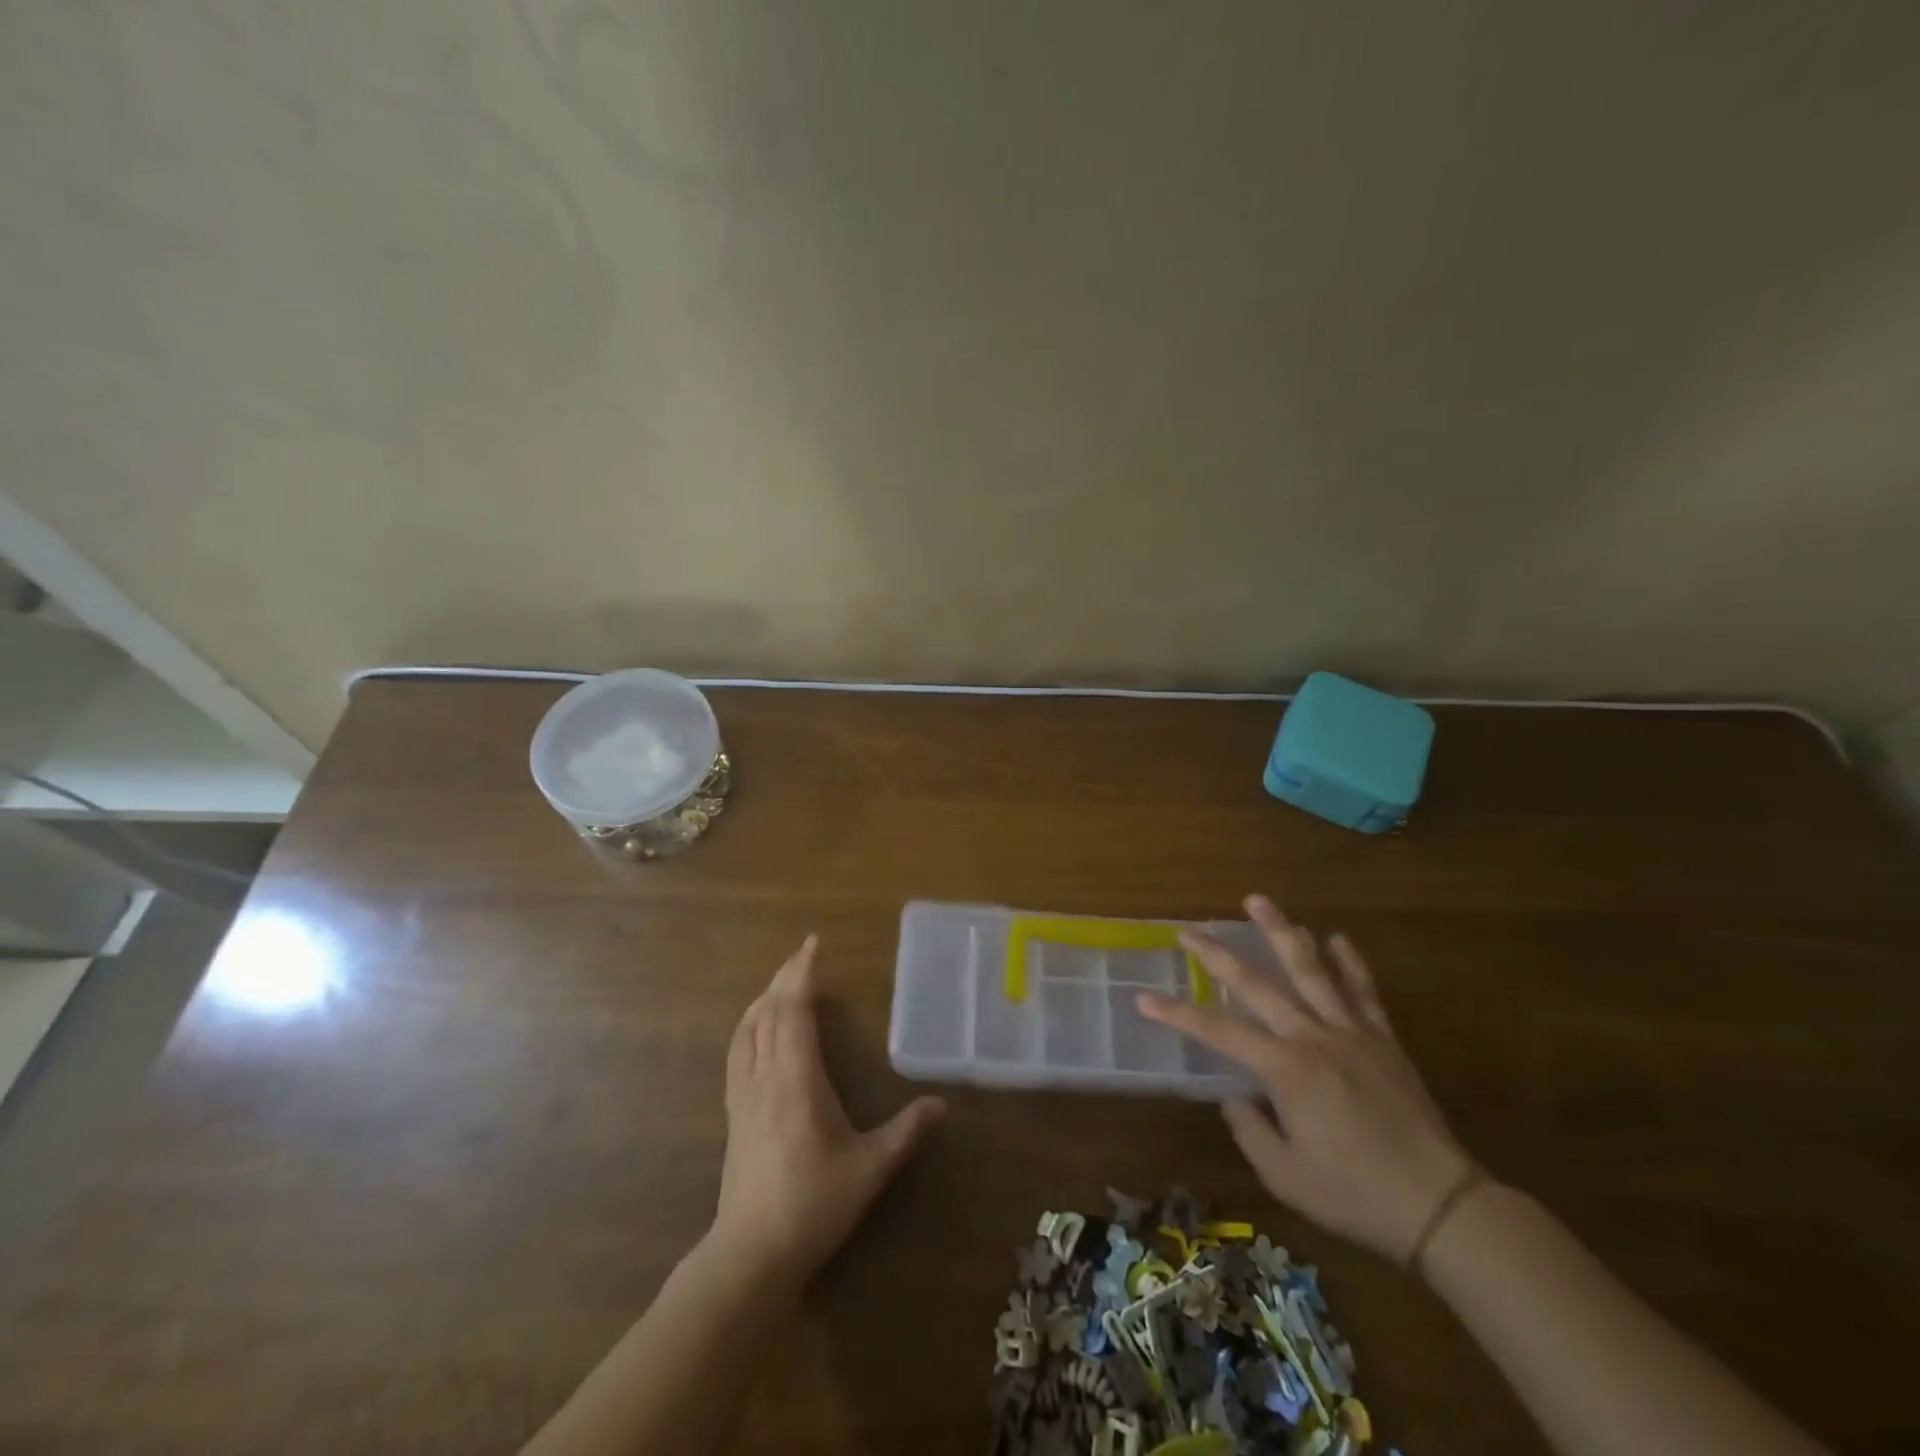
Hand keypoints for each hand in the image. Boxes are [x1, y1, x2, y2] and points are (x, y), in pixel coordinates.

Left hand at [711, 935, 944, 1286]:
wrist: (751, 1254)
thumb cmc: (814, 1205)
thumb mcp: (870, 1169)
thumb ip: (906, 1132)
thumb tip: (941, 1105)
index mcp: (797, 1080)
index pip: (794, 1011)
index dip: (802, 973)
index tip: (813, 944)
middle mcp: (765, 1077)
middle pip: (768, 1012)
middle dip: (785, 977)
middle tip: (803, 954)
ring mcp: (743, 1095)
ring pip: (746, 1030)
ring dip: (763, 998)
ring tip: (780, 983)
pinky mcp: (733, 1113)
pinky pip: (737, 1052)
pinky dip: (748, 1026)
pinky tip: (756, 1031)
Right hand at [1139, 895, 1473, 1264]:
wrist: (1442, 1206)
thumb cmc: (1355, 1195)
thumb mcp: (1286, 1176)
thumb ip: (1251, 1130)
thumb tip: (1235, 1098)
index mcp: (1285, 1070)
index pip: (1218, 1032)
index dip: (1177, 1013)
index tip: (1145, 997)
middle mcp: (1313, 1037)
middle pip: (1258, 984)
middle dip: (1218, 955)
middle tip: (1189, 930)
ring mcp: (1352, 1032)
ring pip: (1310, 969)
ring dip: (1281, 931)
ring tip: (1257, 901)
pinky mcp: (1383, 1039)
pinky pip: (1363, 989)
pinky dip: (1348, 961)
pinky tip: (1336, 937)